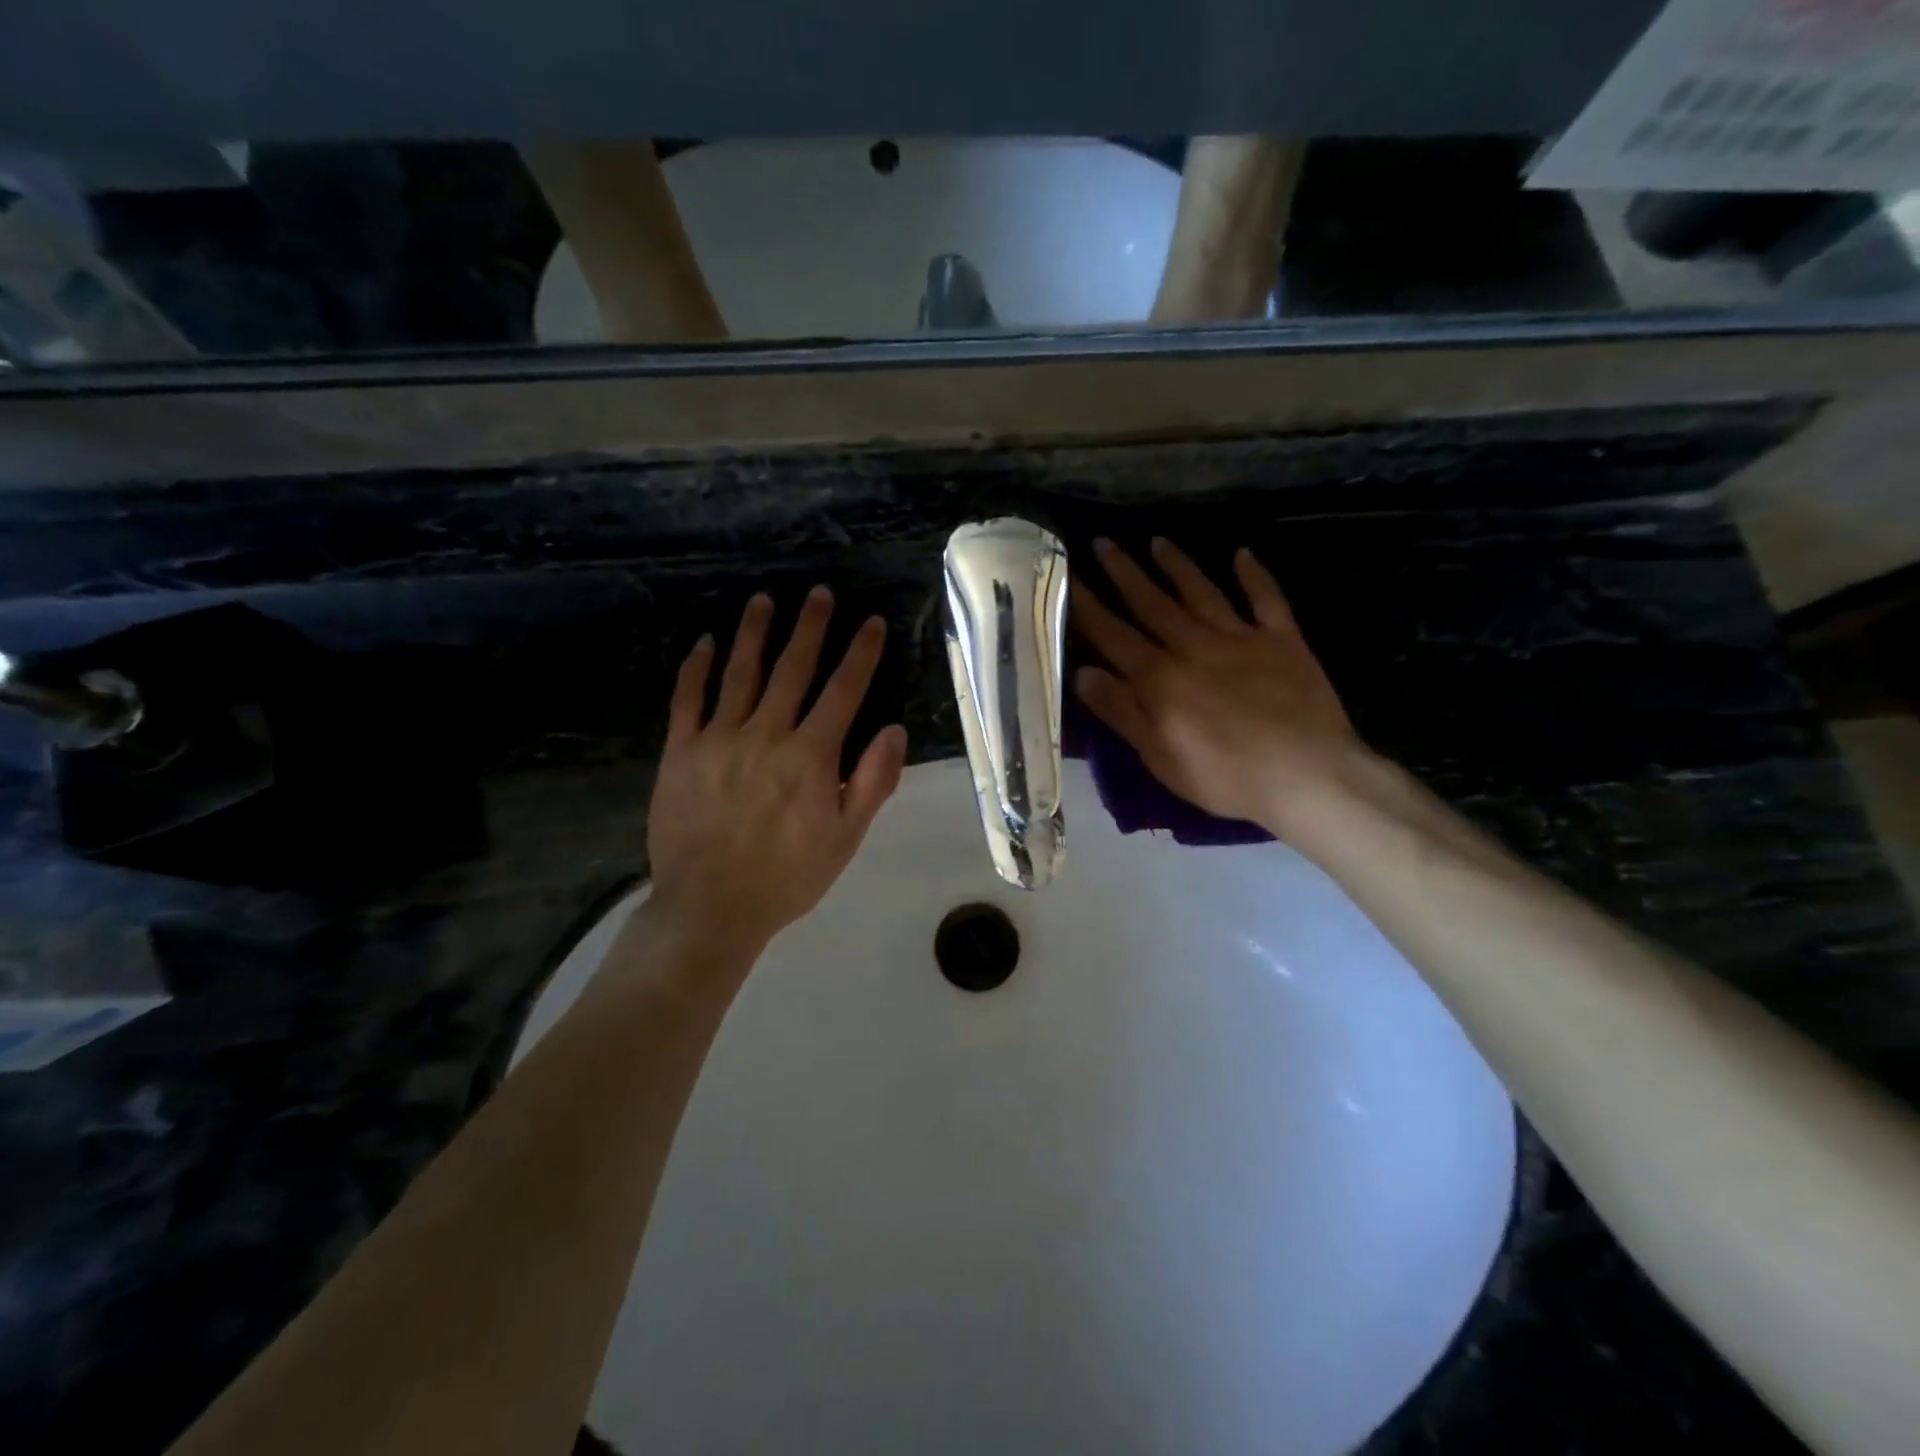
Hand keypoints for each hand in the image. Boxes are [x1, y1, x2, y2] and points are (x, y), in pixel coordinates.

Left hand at [646, 587, 906, 955]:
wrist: (711, 907)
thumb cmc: (788, 876)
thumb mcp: (845, 838)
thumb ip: (872, 782)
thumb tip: (894, 730)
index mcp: (811, 756)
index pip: (843, 692)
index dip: (860, 654)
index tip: (871, 622)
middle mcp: (766, 735)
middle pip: (792, 670)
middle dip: (810, 628)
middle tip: (819, 593)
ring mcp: (718, 739)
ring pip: (740, 674)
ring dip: (754, 633)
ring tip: (763, 600)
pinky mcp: (679, 752)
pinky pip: (688, 700)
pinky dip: (697, 669)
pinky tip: (706, 643)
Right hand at [1074, 538, 1369, 839]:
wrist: (1308, 776)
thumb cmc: (1226, 778)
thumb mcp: (1160, 757)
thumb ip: (1122, 712)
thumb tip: (1083, 673)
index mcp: (1161, 680)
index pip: (1114, 636)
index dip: (1089, 606)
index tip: (1069, 577)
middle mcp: (1194, 648)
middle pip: (1152, 605)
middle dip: (1125, 573)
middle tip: (1104, 542)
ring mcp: (1241, 639)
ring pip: (1201, 594)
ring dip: (1178, 566)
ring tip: (1158, 541)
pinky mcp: (1283, 641)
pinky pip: (1266, 600)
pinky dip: (1255, 575)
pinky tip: (1243, 554)